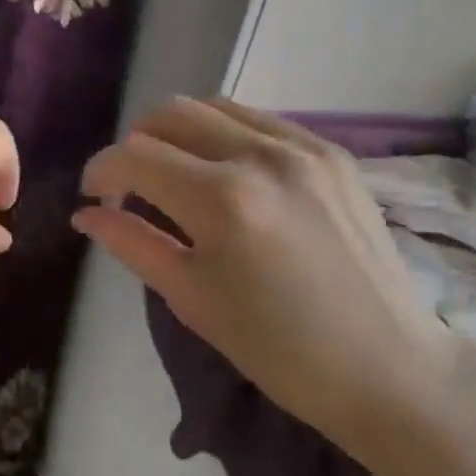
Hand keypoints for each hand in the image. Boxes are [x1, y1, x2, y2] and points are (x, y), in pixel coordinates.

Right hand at [73, 97, 453, 452]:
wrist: (390, 368)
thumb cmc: (278, 349)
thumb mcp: (192, 299)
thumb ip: (132, 243)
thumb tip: (86, 214)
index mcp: (222, 200)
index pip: (135, 157)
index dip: (102, 171)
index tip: (94, 196)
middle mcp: (261, 156)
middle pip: (170, 114)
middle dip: (136, 144)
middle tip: (131, 184)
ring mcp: (303, 147)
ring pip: (214, 106)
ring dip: (179, 132)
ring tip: (176, 172)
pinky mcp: (332, 152)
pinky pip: (259, 120)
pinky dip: (225, 134)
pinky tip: (226, 171)